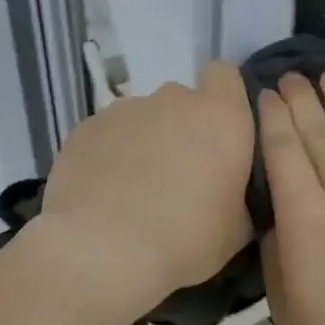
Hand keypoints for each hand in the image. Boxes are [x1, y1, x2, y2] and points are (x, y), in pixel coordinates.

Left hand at [37, 61, 255, 312]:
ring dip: (144, 143)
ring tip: (134, 190)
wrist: (101, 250)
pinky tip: (103, 193)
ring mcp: (123, 110)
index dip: (223, 98)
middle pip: (181, 101)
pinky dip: (109, 155)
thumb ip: (239, 194)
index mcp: (220, 117)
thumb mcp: (236, 230)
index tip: (219, 134)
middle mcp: (172, 100)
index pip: (225, 75)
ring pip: (141, 118)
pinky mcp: (84, 128)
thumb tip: (230, 191)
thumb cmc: (184, 239)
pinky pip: (107, 135)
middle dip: (181, 129)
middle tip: (178, 176)